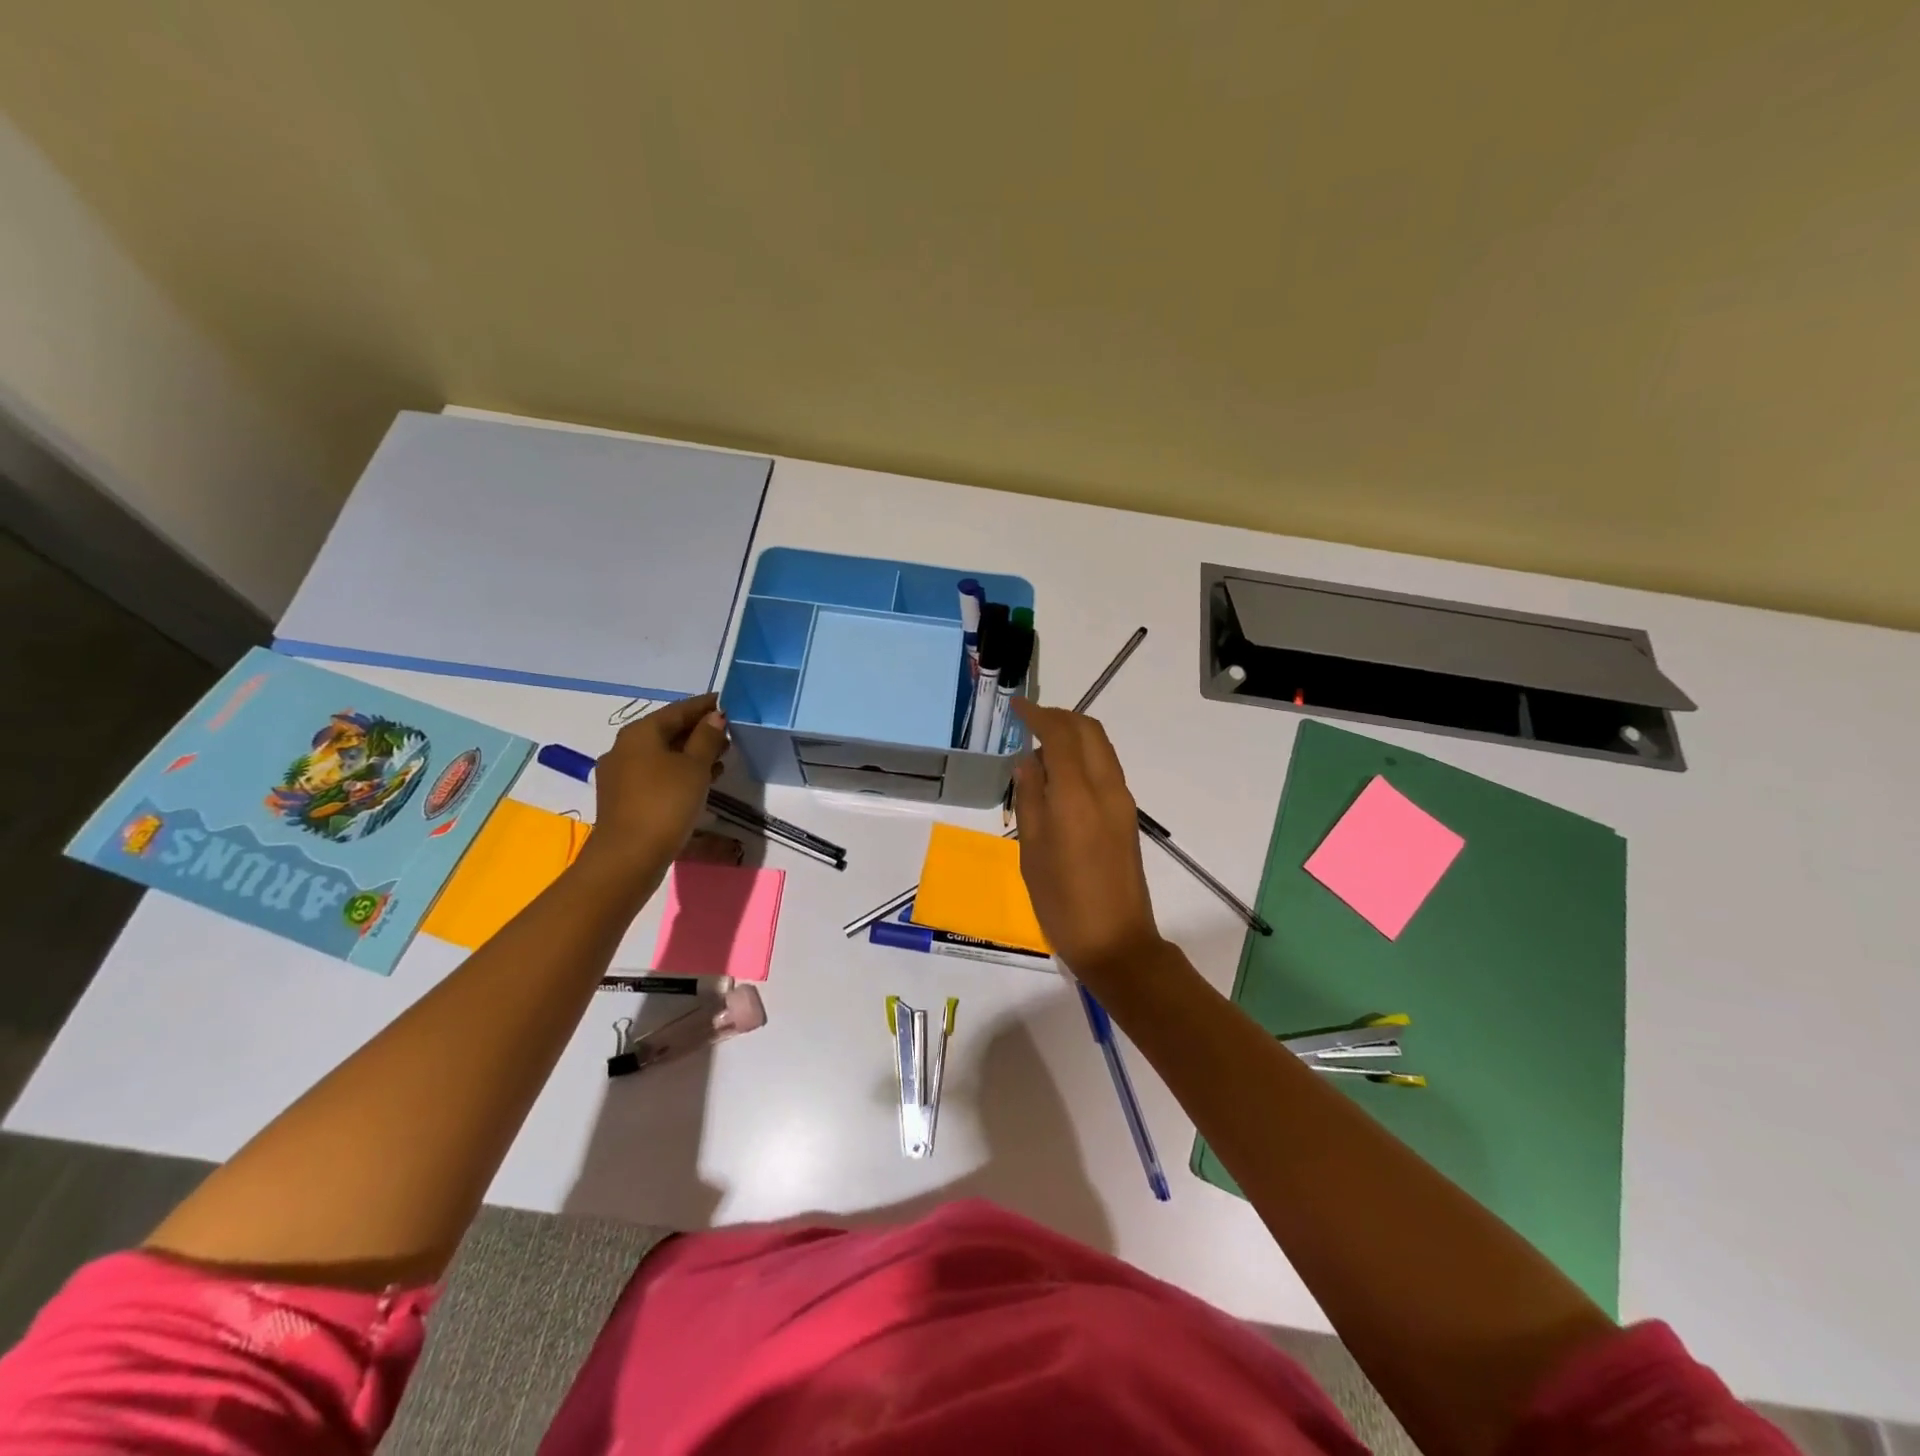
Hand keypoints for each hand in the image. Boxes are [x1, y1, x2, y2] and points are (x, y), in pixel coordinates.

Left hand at [585, 694, 728, 875]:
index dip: (706, 706)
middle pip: (668, 731)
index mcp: (640, 733)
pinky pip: (655, 775)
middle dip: (699, 732)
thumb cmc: (665, 803)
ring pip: (662, 755)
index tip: (728, 702)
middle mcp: (624, 748)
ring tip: (721, 761)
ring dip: (691, 755)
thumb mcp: (695, 767)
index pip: (679, 709)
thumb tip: (715, 716)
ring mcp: (620, 775)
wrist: (628, 857)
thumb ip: (707, 738)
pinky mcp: (623, 798)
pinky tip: (699, 784)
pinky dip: (678, 773)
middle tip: (730, 735)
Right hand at [1011, 699, 1164, 980]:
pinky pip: (1106, 768)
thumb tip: (1027, 761)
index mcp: (1077, 796)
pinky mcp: (1127, 816)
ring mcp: (1122, 801)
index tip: (1016, 707)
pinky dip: (1084, 755)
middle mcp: (1106, 789)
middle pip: (1089, 731)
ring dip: (1074, 734)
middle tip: (1030, 721)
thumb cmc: (1062, 902)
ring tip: (1042, 744)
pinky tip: (1061, 773)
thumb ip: (1030, 798)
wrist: (1117, 942)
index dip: (1038, 715)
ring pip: (1101, 747)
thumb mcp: (1031, 851)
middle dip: (1060, 717)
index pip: (1060, 735)